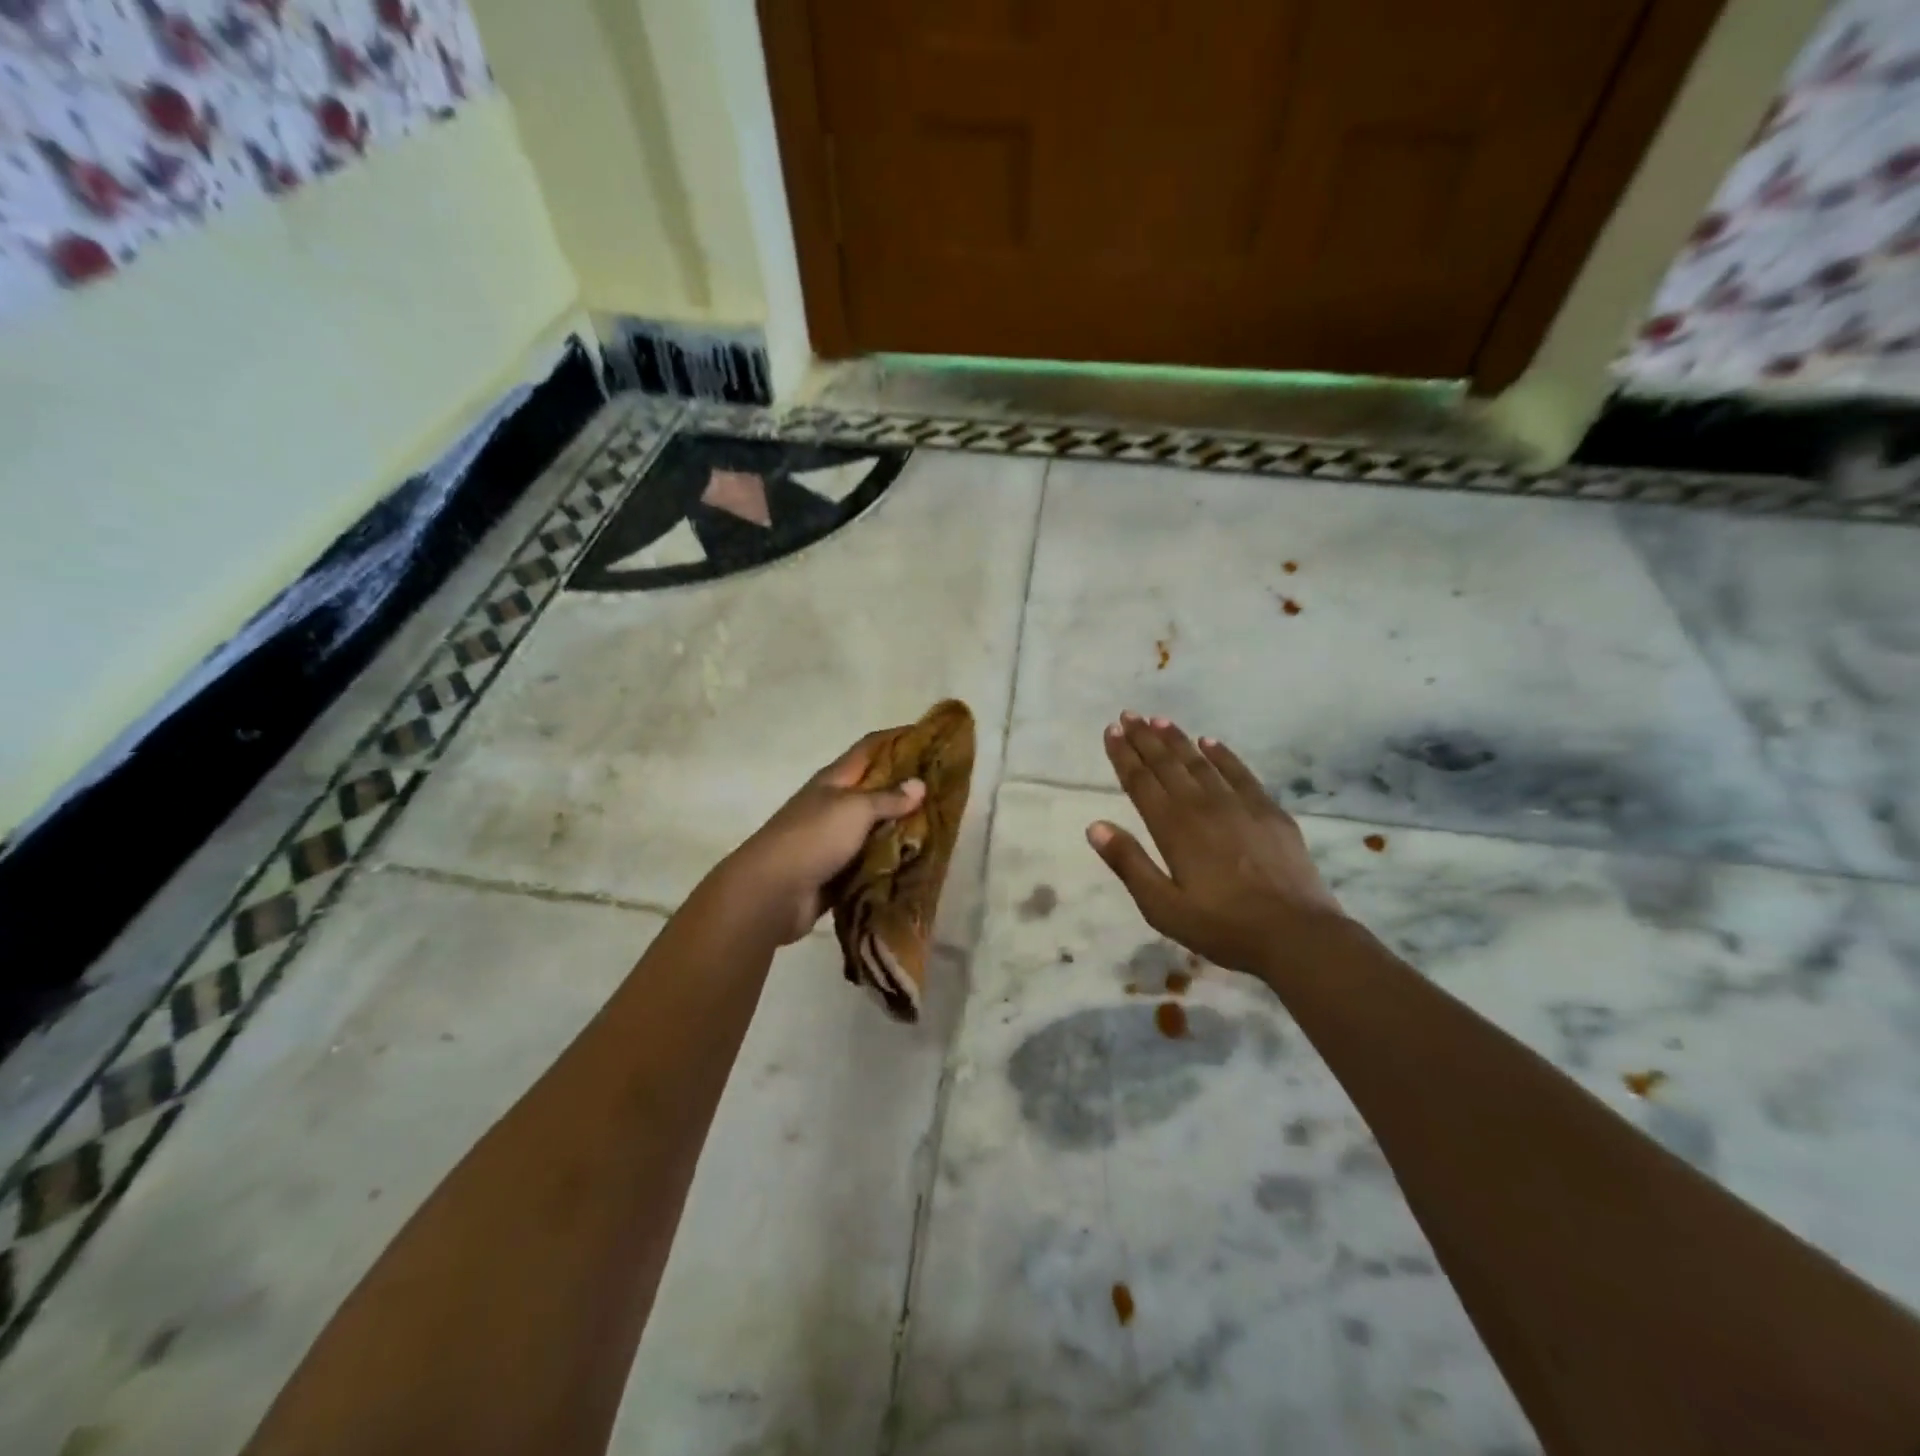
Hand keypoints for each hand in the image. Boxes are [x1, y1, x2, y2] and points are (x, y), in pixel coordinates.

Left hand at [715, 730, 927, 944]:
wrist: (771, 893)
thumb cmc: (812, 838)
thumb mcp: (854, 809)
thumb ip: (888, 798)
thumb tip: (919, 784)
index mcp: (834, 780)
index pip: (870, 748)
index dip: (898, 739)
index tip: (931, 737)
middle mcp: (835, 805)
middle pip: (876, 788)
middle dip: (908, 787)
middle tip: (945, 787)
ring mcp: (835, 840)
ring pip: (876, 827)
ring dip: (903, 827)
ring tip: (940, 825)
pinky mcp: (837, 872)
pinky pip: (871, 861)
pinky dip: (891, 861)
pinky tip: (918, 861)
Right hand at [1087, 713, 1346, 978]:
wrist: (1296, 933)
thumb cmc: (1221, 926)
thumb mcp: (1162, 907)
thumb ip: (1129, 863)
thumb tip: (1094, 826)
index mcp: (1173, 827)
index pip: (1141, 782)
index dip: (1123, 755)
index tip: (1111, 730)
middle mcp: (1202, 806)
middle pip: (1167, 764)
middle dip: (1145, 738)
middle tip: (1128, 715)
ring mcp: (1239, 804)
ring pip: (1200, 762)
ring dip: (1177, 740)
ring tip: (1159, 720)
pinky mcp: (1269, 811)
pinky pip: (1240, 772)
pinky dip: (1222, 754)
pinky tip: (1210, 742)